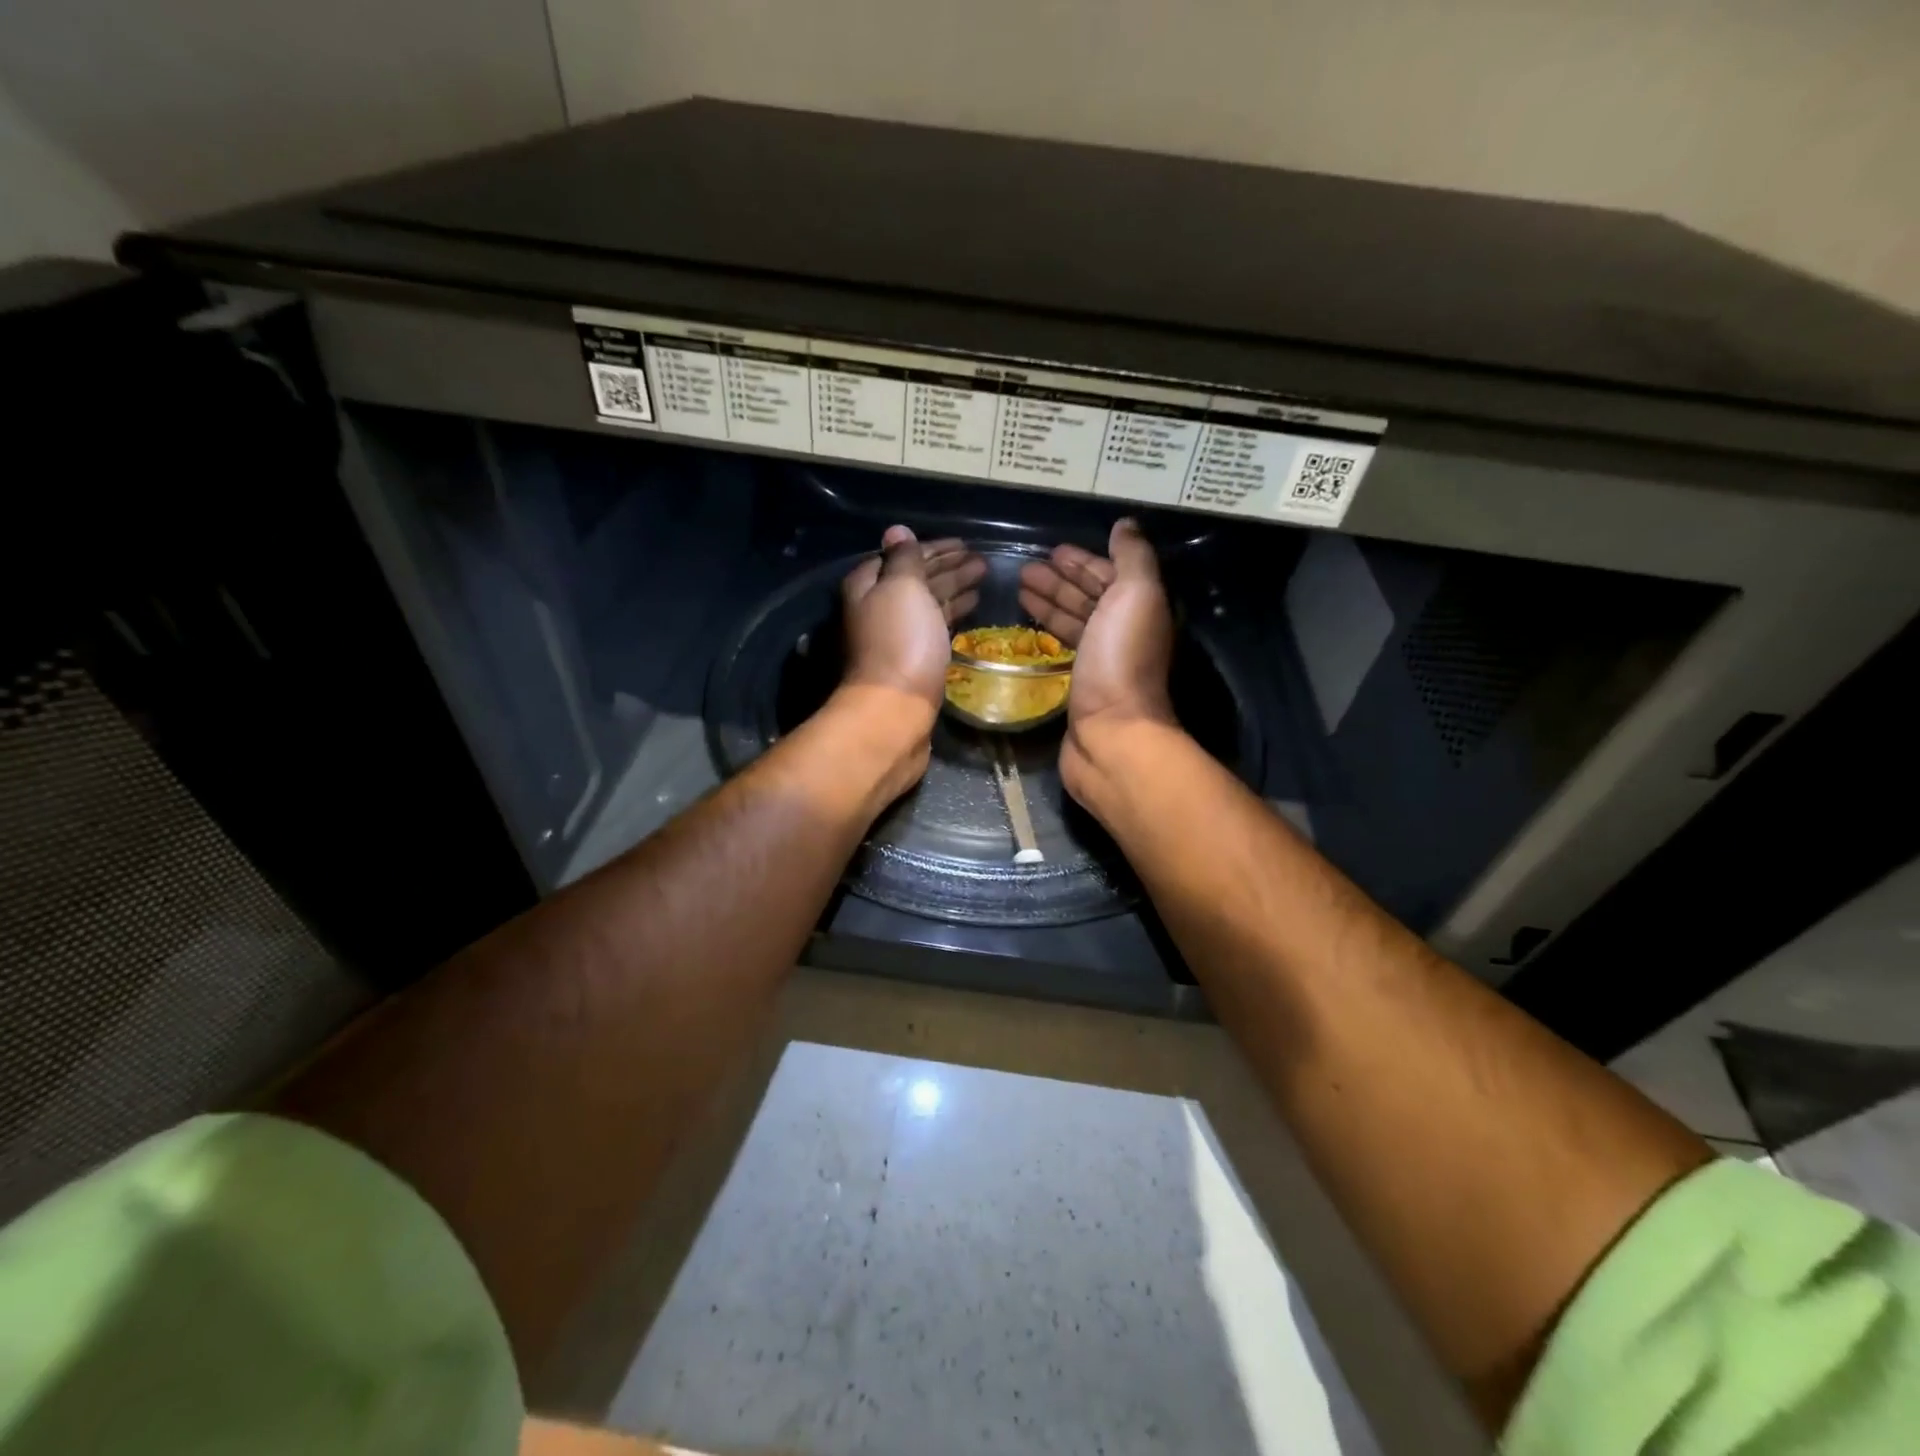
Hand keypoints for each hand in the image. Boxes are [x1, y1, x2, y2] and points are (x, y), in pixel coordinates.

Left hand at [840, 526, 984, 709]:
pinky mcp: (914, 660)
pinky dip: (952, 613)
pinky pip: (935, 626)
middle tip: (981, 560)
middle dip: (948, 567)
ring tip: (984, 577)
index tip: (964, 543)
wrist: (896, 708)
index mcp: (868, 586)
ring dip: (954, 588)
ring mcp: (896, 636)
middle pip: (916, 579)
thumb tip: (897, 531)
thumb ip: (904, 558)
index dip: (933, 548)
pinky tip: (971, 608)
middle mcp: (878, 608)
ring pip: (928, 603)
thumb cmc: (900, 641)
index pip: (902, 555)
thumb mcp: (901, 587)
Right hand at [1018, 519, 1176, 801]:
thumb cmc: (1121, 660)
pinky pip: (1061, 649)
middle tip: (1024, 568)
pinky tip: (1025, 627)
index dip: (1083, 561)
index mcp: (1138, 609)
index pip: (1109, 576)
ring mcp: (1100, 662)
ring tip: (1018, 588)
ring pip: (1073, 623)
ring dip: (1049, 603)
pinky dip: (1046, 633)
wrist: (1111, 733)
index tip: (1052, 550)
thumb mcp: (1135, 596)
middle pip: (1089, 598)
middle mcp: (1122, 633)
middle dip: (1059, 581)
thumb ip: (1133, 558)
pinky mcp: (1079, 686)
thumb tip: (1126, 524)